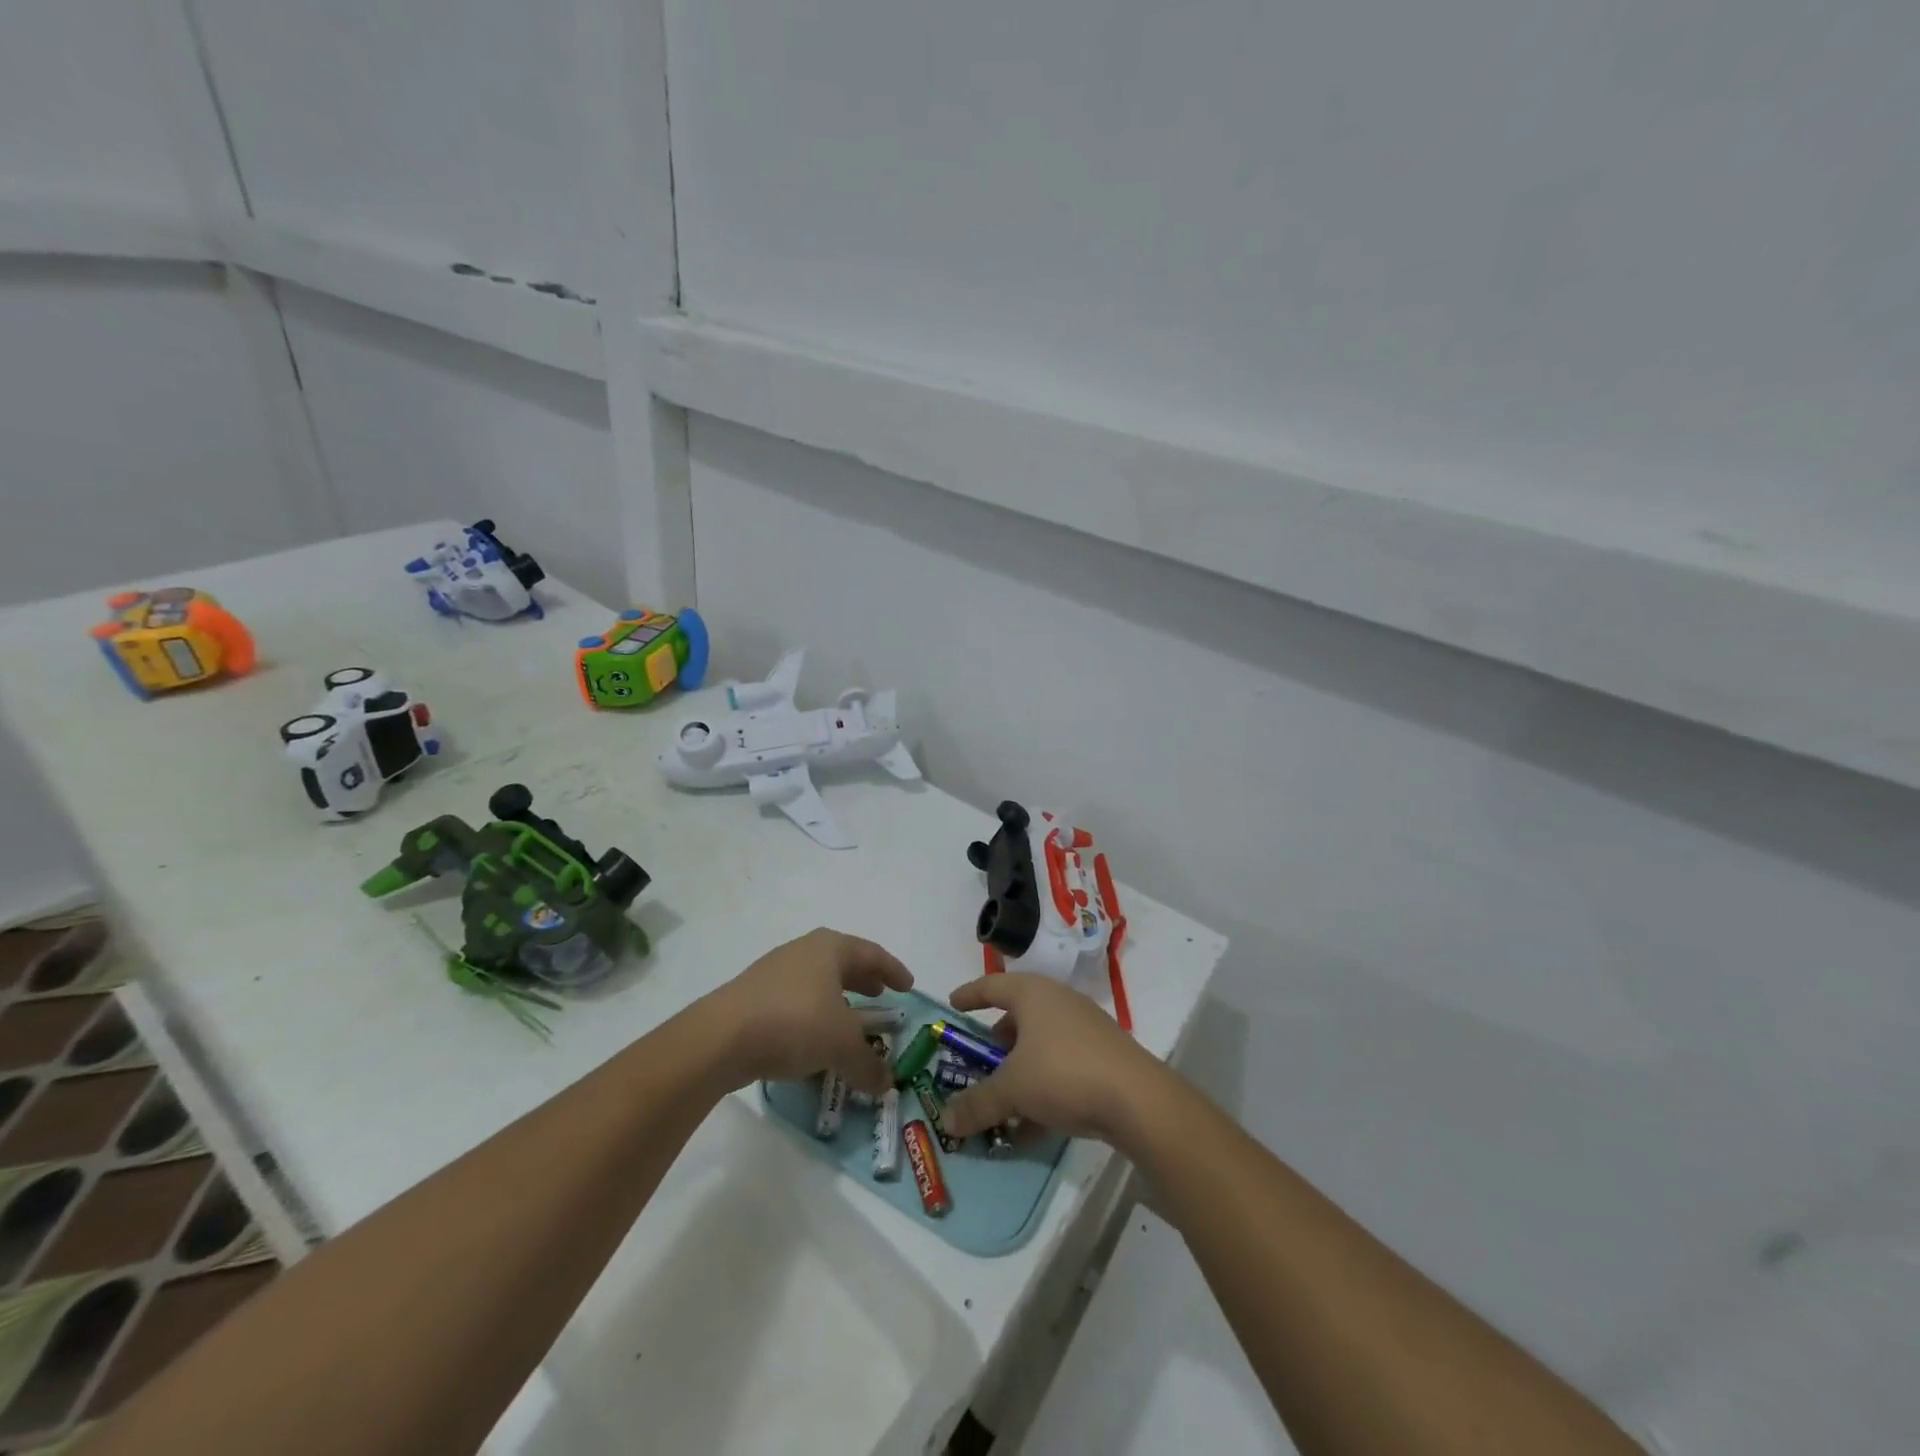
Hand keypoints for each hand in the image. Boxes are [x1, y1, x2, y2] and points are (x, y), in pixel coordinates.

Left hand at [703, 928, 913, 1095]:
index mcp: (830, 948)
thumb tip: (886, 1084)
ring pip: (816, 982)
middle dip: (863, 980)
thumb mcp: (841, 1046)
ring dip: (837, 1000)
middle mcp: (803, 952)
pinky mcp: (752, 997)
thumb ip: (868, 1064)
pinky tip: (813, 1042)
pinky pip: (795, 1001)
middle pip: (842, 963)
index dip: (893, 970)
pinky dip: (812, 1016)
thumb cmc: (794, 1023)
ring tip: (849, 1022)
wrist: (720, 1038)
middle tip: (881, 996)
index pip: (871, 954)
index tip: (908, 986)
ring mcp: (773, 972)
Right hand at [941, 973, 1163, 1145]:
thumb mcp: (1012, 1089)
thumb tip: (945, 1121)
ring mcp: (1084, 1029)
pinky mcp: (1102, 1056)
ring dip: (1018, 1073)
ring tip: (1000, 1102)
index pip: (992, 985)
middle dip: (994, 1044)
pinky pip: (1060, 1067)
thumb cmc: (1064, 1073)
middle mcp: (1058, 1003)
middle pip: (1017, 1018)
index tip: (952, 1005)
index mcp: (1033, 994)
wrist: (1137, 1099)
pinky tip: (1031, 1127)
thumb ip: (977, 1103)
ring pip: (1040, 1046)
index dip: (970, 995)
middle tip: (975, 1065)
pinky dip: (1041, 1089)